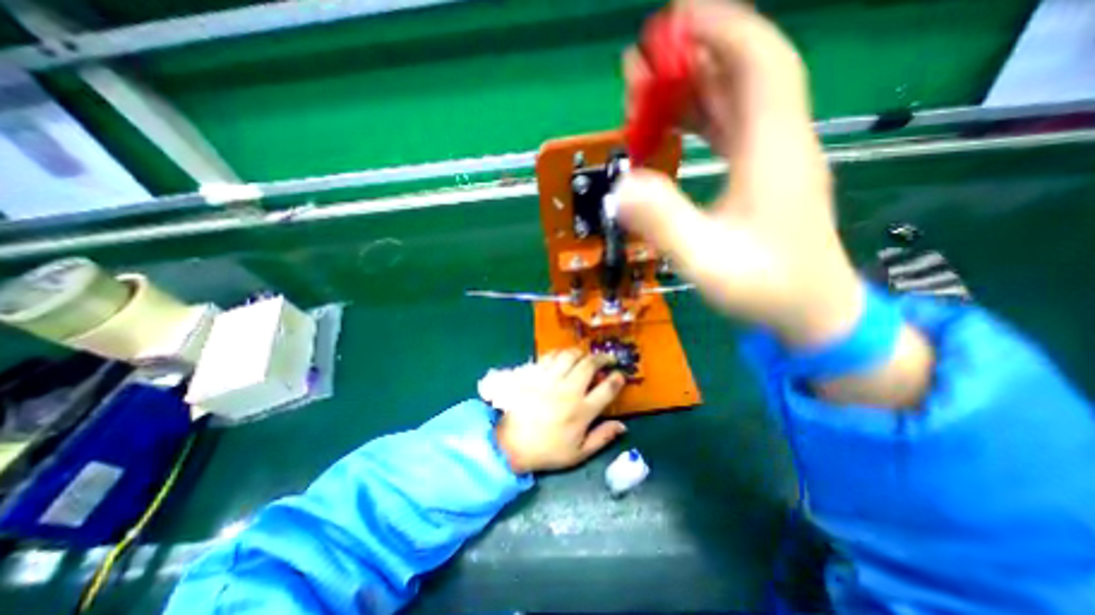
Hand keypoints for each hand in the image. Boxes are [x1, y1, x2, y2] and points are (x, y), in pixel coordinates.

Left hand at [496, 348, 629, 473]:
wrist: (510, 445)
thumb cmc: (547, 451)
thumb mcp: (579, 454)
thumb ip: (602, 438)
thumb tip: (623, 426)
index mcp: (582, 411)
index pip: (607, 388)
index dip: (618, 379)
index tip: (620, 375)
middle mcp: (568, 390)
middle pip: (590, 365)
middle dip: (603, 358)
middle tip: (607, 358)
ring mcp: (550, 379)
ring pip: (570, 355)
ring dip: (581, 353)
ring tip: (585, 356)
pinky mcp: (534, 374)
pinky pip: (550, 356)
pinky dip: (560, 353)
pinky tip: (562, 357)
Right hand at [614, 0, 930, 407]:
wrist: (810, 312)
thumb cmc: (764, 286)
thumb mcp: (706, 259)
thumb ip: (663, 223)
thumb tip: (618, 190)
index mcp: (772, 150)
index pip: (758, 62)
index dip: (721, 30)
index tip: (675, 19)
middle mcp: (778, 142)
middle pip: (742, 76)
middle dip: (693, 58)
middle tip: (642, 63)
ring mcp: (771, 160)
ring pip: (735, 102)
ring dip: (692, 89)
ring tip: (647, 89)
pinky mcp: (762, 177)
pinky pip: (731, 130)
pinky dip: (700, 119)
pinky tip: (671, 127)